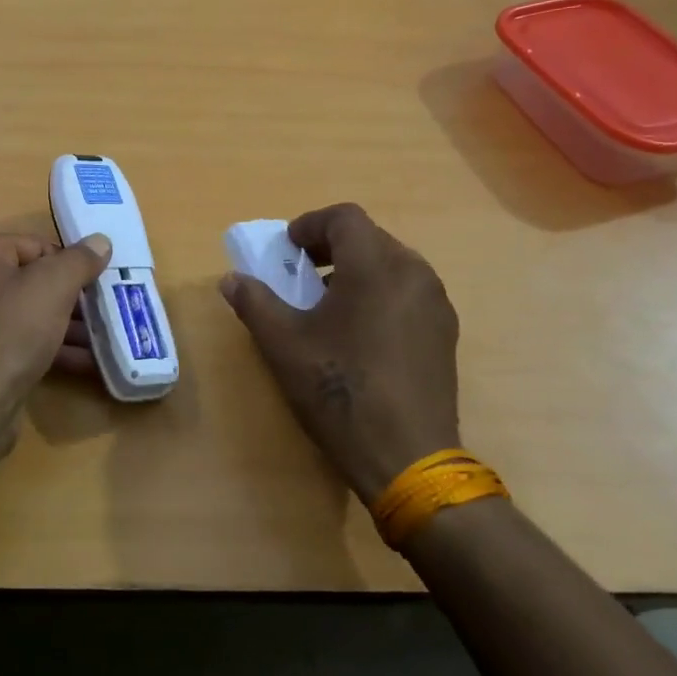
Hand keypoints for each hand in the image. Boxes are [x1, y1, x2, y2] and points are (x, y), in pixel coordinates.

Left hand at [0, 230, 113, 459]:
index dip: (70, 264)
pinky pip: (16, 340)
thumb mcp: (53, 287)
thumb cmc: (9, 333)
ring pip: (26, 313)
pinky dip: (48, 347)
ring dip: (66, 326)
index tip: (97, 285)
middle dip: (71, 298)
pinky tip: (85, 362)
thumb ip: (80, 260)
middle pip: (31, 280)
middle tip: (106, 312)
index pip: (35, 245)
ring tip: (105, 340)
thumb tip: (100, 241)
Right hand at [218, 203, 459, 502]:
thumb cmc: (339, 391)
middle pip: (369, 238)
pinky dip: (380, 294)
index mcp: (375, 266)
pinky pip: (408, 292)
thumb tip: (231, 279)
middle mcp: (413, 273)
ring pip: (391, 265)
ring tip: (328, 305)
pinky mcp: (445, 334)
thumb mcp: (283, 344)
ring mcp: (436, 304)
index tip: (287, 249)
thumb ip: (255, 302)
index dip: (310, 224)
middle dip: (331, 247)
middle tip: (301, 274)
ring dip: (356, 270)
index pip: (345, 217)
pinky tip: (359, 333)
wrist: (408, 458)